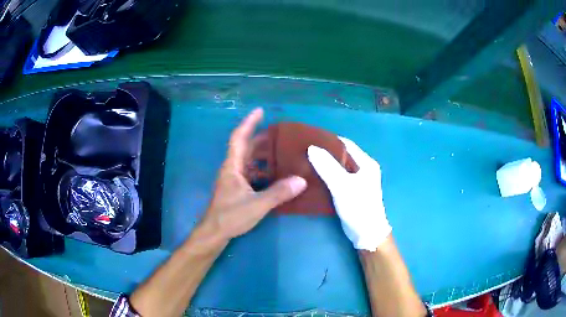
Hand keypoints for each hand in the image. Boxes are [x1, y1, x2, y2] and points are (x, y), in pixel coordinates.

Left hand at [202, 108, 307, 240]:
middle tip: (280, 134)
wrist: (214, 232)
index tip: (260, 111)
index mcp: (232, 166)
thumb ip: (279, 193)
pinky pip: (251, 173)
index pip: (239, 138)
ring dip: (262, 155)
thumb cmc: (230, 216)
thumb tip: (301, 180)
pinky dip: (262, 170)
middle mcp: (232, 169)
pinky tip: (275, 175)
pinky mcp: (236, 189)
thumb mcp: (257, 204)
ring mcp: (233, 180)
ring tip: (281, 151)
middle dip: (260, 138)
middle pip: (245, 147)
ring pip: (249, 161)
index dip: (249, 123)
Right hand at [308, 137, 390, 250]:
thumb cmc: (358, 206)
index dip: (329, 141)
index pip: (346, 145)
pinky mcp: (351, 191)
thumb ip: (327, 166)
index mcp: (366, 163)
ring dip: (325, 164)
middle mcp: (364, 169)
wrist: (366, 233)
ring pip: (338, 167)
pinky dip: (327, 175)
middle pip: (342, 156)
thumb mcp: (342, 185)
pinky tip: (313, 176)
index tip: (310, 139)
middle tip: (305, 151)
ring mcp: (358, 181)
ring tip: (306, 161)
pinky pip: (337, 178)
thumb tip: (311, 148)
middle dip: (325, 153)